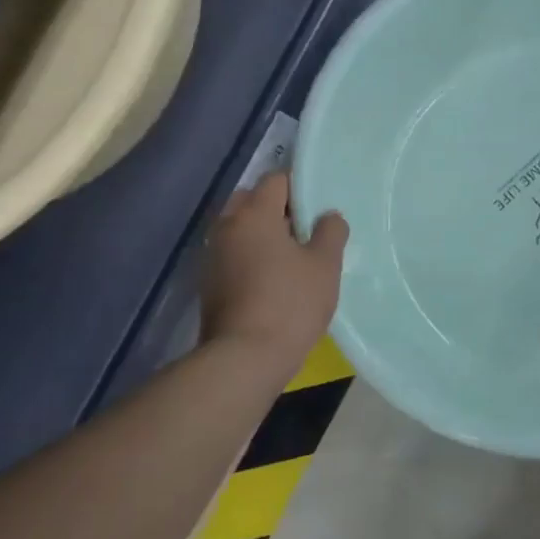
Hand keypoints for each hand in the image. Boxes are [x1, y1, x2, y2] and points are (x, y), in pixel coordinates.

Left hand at [202, 172, 348, 370]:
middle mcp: (226, 227)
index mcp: (254, 214)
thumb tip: (328, 216)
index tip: (319, 209)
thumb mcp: (325, 265)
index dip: (300, 188)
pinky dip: (250, 258)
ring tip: (292, 259)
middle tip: (305, 232)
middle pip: (251, 201)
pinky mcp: (208, 283)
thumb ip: (331, 232)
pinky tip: (272, 281)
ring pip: (240, 230)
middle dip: (277, 209)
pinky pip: (233, 255)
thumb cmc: (290, 303)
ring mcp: (212, 256)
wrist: (245, 358)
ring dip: (262, 235)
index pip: (276, 180)